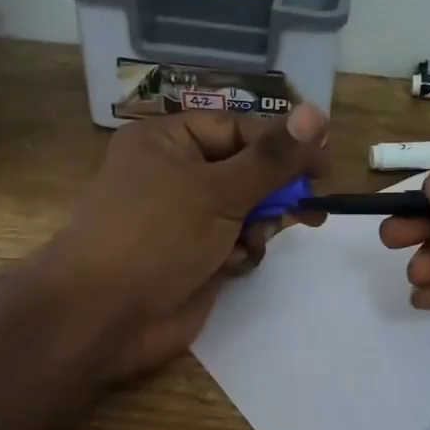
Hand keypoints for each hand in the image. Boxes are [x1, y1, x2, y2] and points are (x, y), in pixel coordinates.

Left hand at [48, 104, 327, 380]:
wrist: (103, 316)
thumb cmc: (156, 237)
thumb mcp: (218, 191)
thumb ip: (272, 158)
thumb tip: (317, 113)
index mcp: (169, 141)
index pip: (240, 128)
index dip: (284, 143)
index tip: (325, 161)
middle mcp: (176, 173)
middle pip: (247, 168)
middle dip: (277, 188)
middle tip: (314, 203)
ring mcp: (185, 217)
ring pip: (247, 208)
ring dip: (260, 224)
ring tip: (253, 240)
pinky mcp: (195, 255)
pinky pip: (237, 242)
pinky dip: (243, 251)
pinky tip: (234, 264)